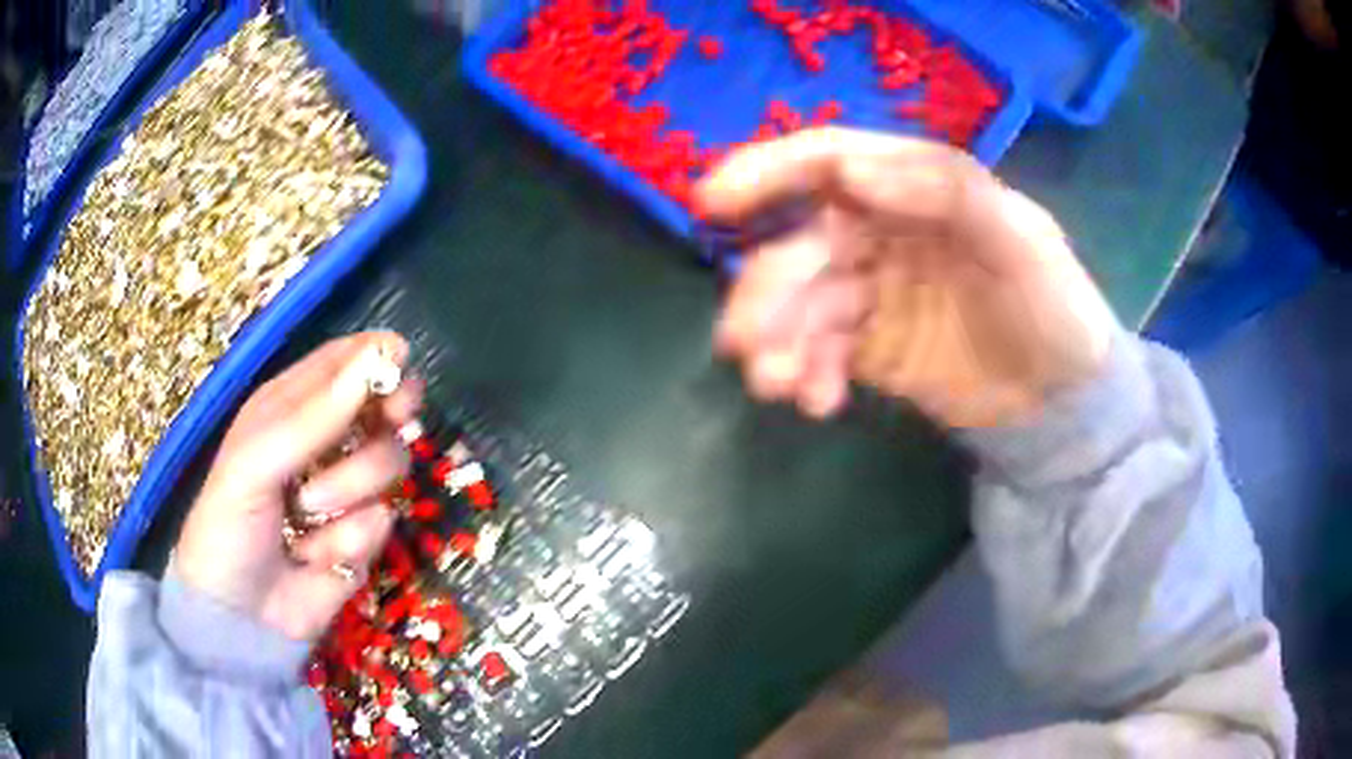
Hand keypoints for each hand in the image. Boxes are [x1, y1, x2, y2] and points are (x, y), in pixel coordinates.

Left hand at [174, 332, 423, 640]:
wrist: (238, 617)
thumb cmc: (228, 525)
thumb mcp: (255, 461)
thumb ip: (314, 416)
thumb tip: (379, 359)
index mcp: (291, 407)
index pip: (344, 362)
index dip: (375, 356)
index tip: (398, 364)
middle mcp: (326, 441)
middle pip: (385, 407)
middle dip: (388, 417)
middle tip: (390, 421)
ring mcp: (348, 491)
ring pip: (389, 464)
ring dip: (350, 490)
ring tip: (307, 514)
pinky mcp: (364, 539)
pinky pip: (382, 522)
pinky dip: (349, 540)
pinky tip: (315, 557)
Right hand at [696, 128, 1118, 427]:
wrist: (1063, 405)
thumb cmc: (1056, 310)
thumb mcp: (1023, 240)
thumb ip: (947, 192)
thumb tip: (851, 170)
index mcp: (920, 188)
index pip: (834, 162)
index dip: (770, 172)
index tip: (712, 202)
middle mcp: (886, 230)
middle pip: (806, 242)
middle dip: (768, 286)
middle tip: (742, 337)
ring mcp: (875, 292)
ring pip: (805, 302)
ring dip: (779, 340)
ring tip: (774, 384)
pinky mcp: (870, 347)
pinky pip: (821, 352)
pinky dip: (808, 374)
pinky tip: (817, 403)